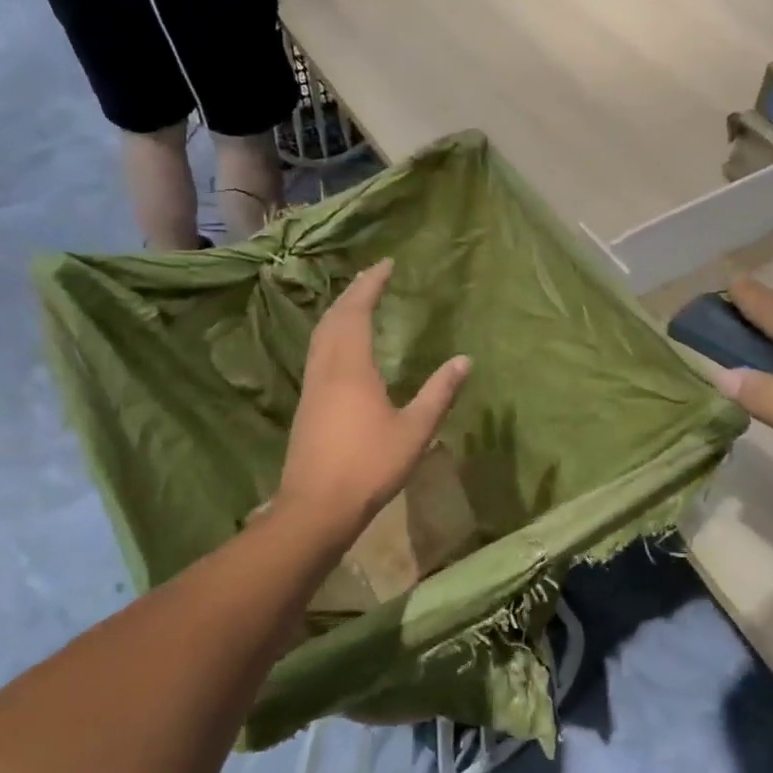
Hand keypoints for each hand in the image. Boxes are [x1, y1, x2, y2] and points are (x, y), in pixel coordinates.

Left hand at [276, 259, 469, 543]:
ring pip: (321, 335)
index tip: (386, 264)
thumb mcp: (415, 430)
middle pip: (334, 318)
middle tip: (373, 276)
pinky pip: (317, 352)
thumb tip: (465, 360)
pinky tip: (341, 347)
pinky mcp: (307, 404)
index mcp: (352, 367)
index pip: (358, 311)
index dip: (371, 285)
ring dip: (338, 312)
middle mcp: (327, 368)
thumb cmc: (369, 465)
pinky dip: (331, 334)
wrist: (316, 507)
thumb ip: (439, 393)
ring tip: (356, 301)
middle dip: (352, 292)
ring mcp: (312, 386)